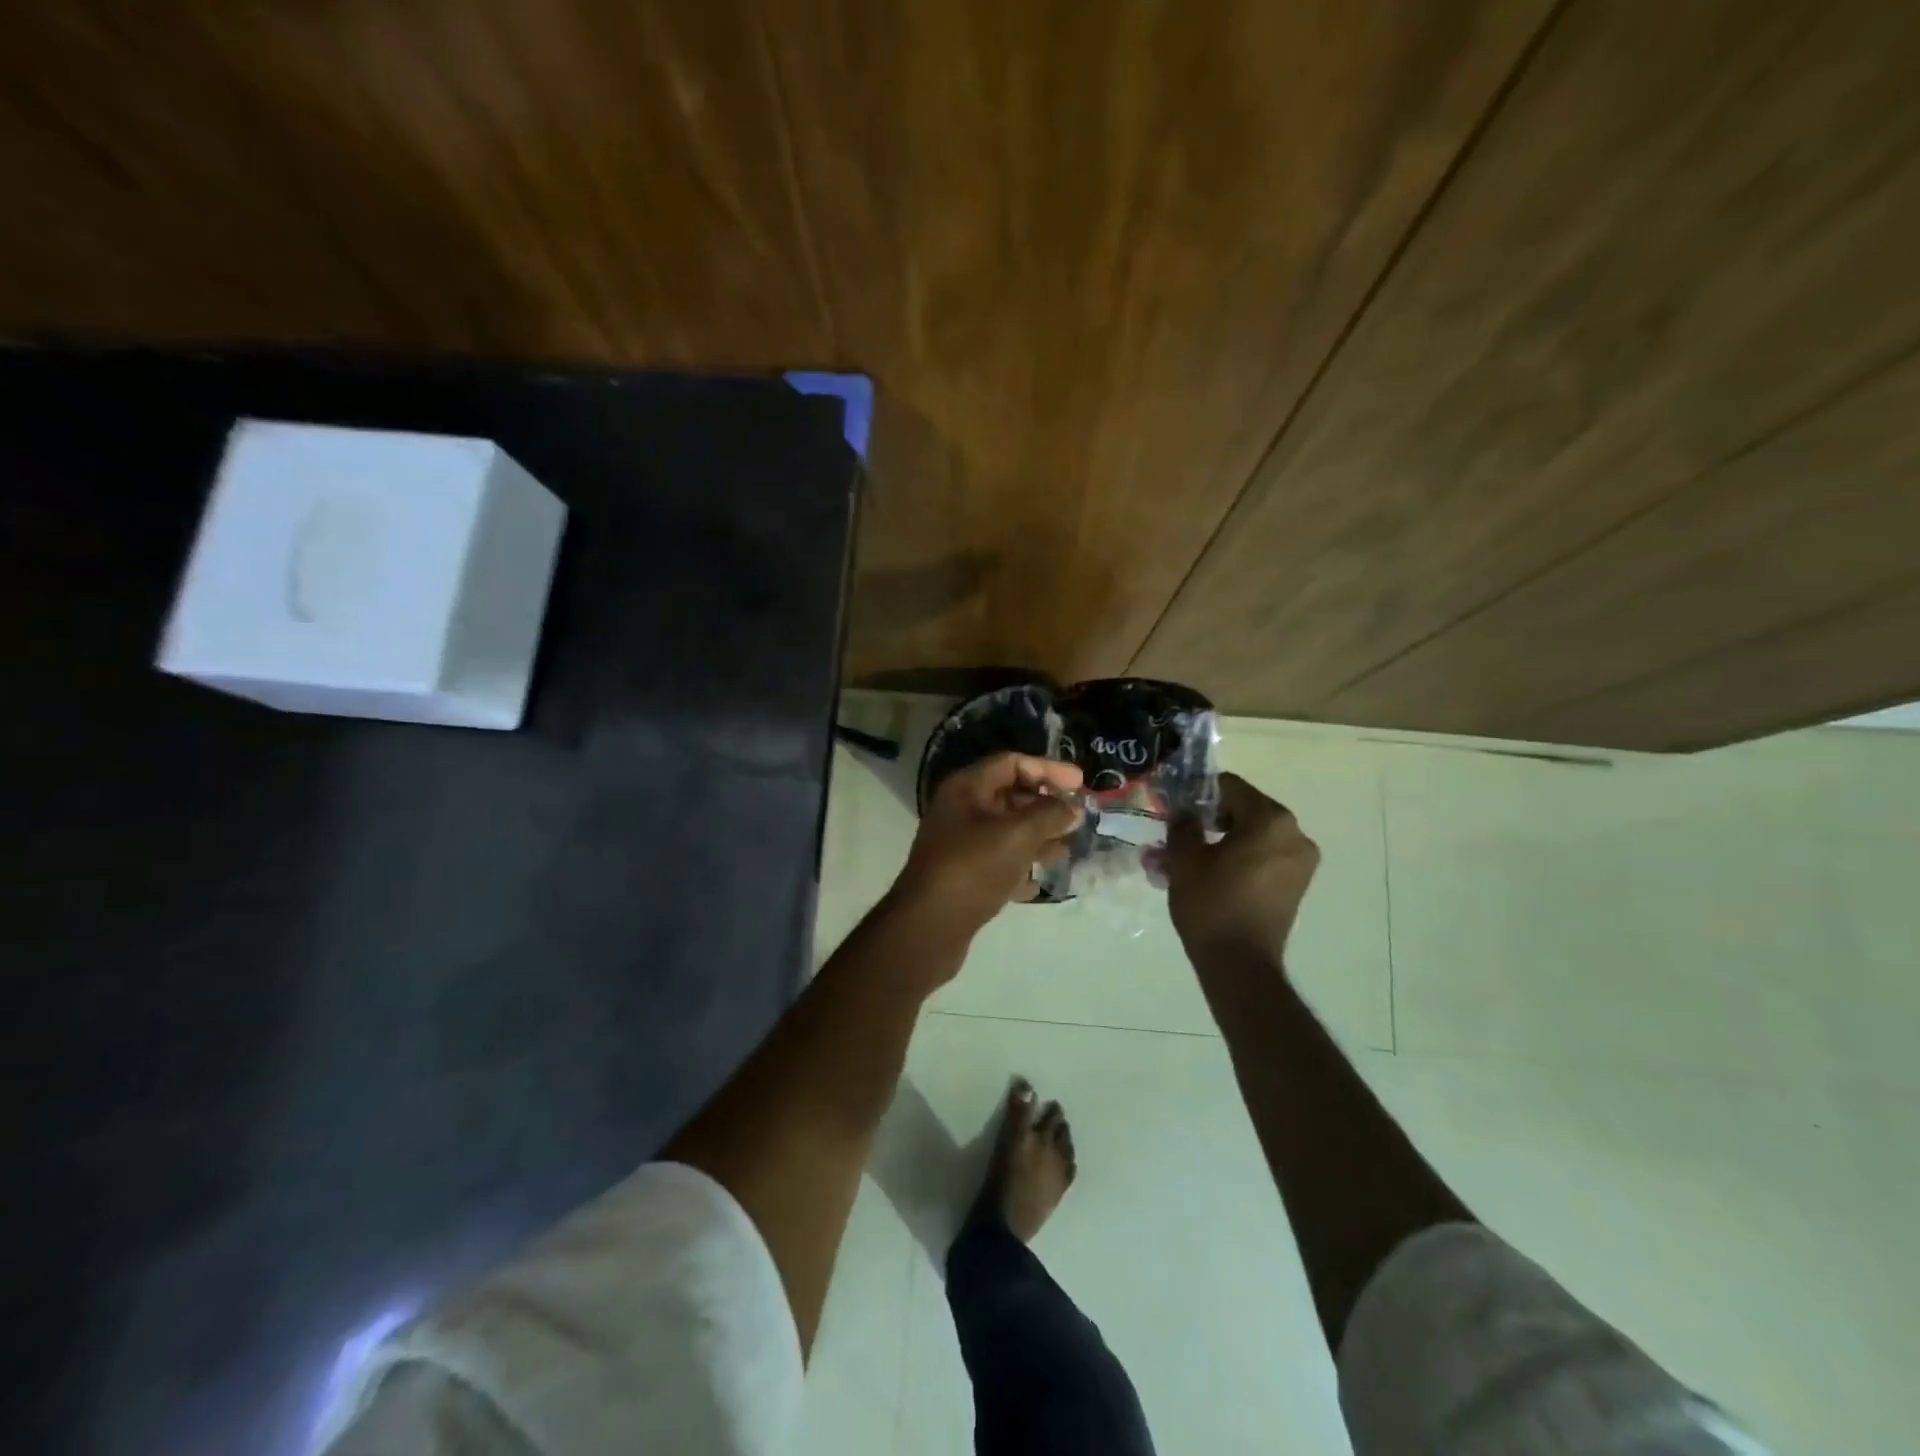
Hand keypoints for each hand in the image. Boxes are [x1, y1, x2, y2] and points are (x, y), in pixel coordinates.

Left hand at [893, 752, 1084, 939]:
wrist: (928, 926)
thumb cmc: (973, 868)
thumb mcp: (1017, 835)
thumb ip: (1050, 816)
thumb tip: (1074, 807)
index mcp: (966, 788)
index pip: (1012, 763)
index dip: (1048, 769)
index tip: (1081, 784)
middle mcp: (960, 810)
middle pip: (1010, 796)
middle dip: (1046, 807)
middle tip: (1078, 819)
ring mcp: (960, 844)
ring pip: (1007, 831)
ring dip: (1038, 838)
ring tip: (1066, 851)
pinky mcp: (963, 875)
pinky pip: (999, 860)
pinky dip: (1021, 866)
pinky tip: (1040, 881)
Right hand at [1158, 772, 1319, 963]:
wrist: (1239, 965)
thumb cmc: (1211, 904)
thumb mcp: (1185, 858)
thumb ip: (1183, 823)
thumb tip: (1185, 811)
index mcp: (1271, 820)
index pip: (1230, 787)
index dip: (1198, 792)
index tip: (1173, 805)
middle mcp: (1294, 835)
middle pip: (1242, 811)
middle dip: (1206, 820)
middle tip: (1175, 834)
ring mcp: (1299, 862)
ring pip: (1250, 837)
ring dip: (1217, 842)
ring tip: (1181, 859)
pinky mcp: (1295, 885)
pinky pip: (1261, 858)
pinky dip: (1234, 860)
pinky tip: (1203, 875)